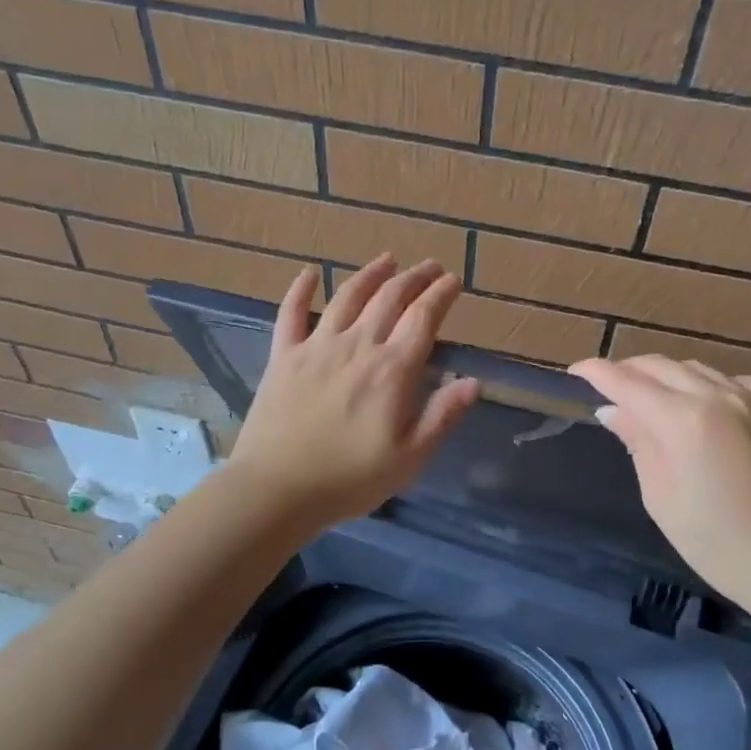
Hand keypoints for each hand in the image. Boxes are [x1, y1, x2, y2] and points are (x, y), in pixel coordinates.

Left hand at [230, 256, 478, 527]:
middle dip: (414, 277)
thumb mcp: (409, 458)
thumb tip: (474, 382)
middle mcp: (357, 346)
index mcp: (392, 370)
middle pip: (389, 299)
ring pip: (348, 297)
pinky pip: (291, 313)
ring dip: (371, 274)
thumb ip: (442, 416)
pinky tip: (310, 273)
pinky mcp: (283, 356)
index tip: (454, 281)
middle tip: (429, 266)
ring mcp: (316, 347)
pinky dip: (301, 289)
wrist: (277, 489)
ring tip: (387, 259)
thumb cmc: (350, 479)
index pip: (423, 319)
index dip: (441, 295)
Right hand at [569, 355, 750, 598]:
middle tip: (609, 388)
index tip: (575, 372)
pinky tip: (706, 406)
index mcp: (683, 419)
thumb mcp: (660, 496)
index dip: (596, 373)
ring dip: (668, 376)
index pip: (626, 381)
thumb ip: (637, 442)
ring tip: (654, 396)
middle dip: (628, 370)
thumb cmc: (714, 541)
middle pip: (661, 366)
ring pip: (698, 368)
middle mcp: (719, 396)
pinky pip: (735, 383)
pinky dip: (709, 386)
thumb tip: (613, 410)